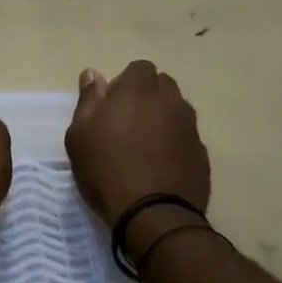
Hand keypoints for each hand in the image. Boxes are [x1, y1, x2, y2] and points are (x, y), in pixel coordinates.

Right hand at [65, 61, 209, 227]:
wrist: (152, 213)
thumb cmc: (106, 169)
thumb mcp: (79, 134)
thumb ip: (88, 100)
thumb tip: (93, 73)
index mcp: (139, 90)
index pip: (139, 68)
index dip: (125, 83)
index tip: (111, 106)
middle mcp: (171, 101)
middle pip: (162, 85)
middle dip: (147, 96)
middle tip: (126, 124)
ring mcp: (190, 127)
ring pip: (177, 110)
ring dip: (162, 119)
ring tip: (144, 146)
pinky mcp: (202, 153)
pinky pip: (186, 137)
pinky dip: (174, 143)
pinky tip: (159, 165)